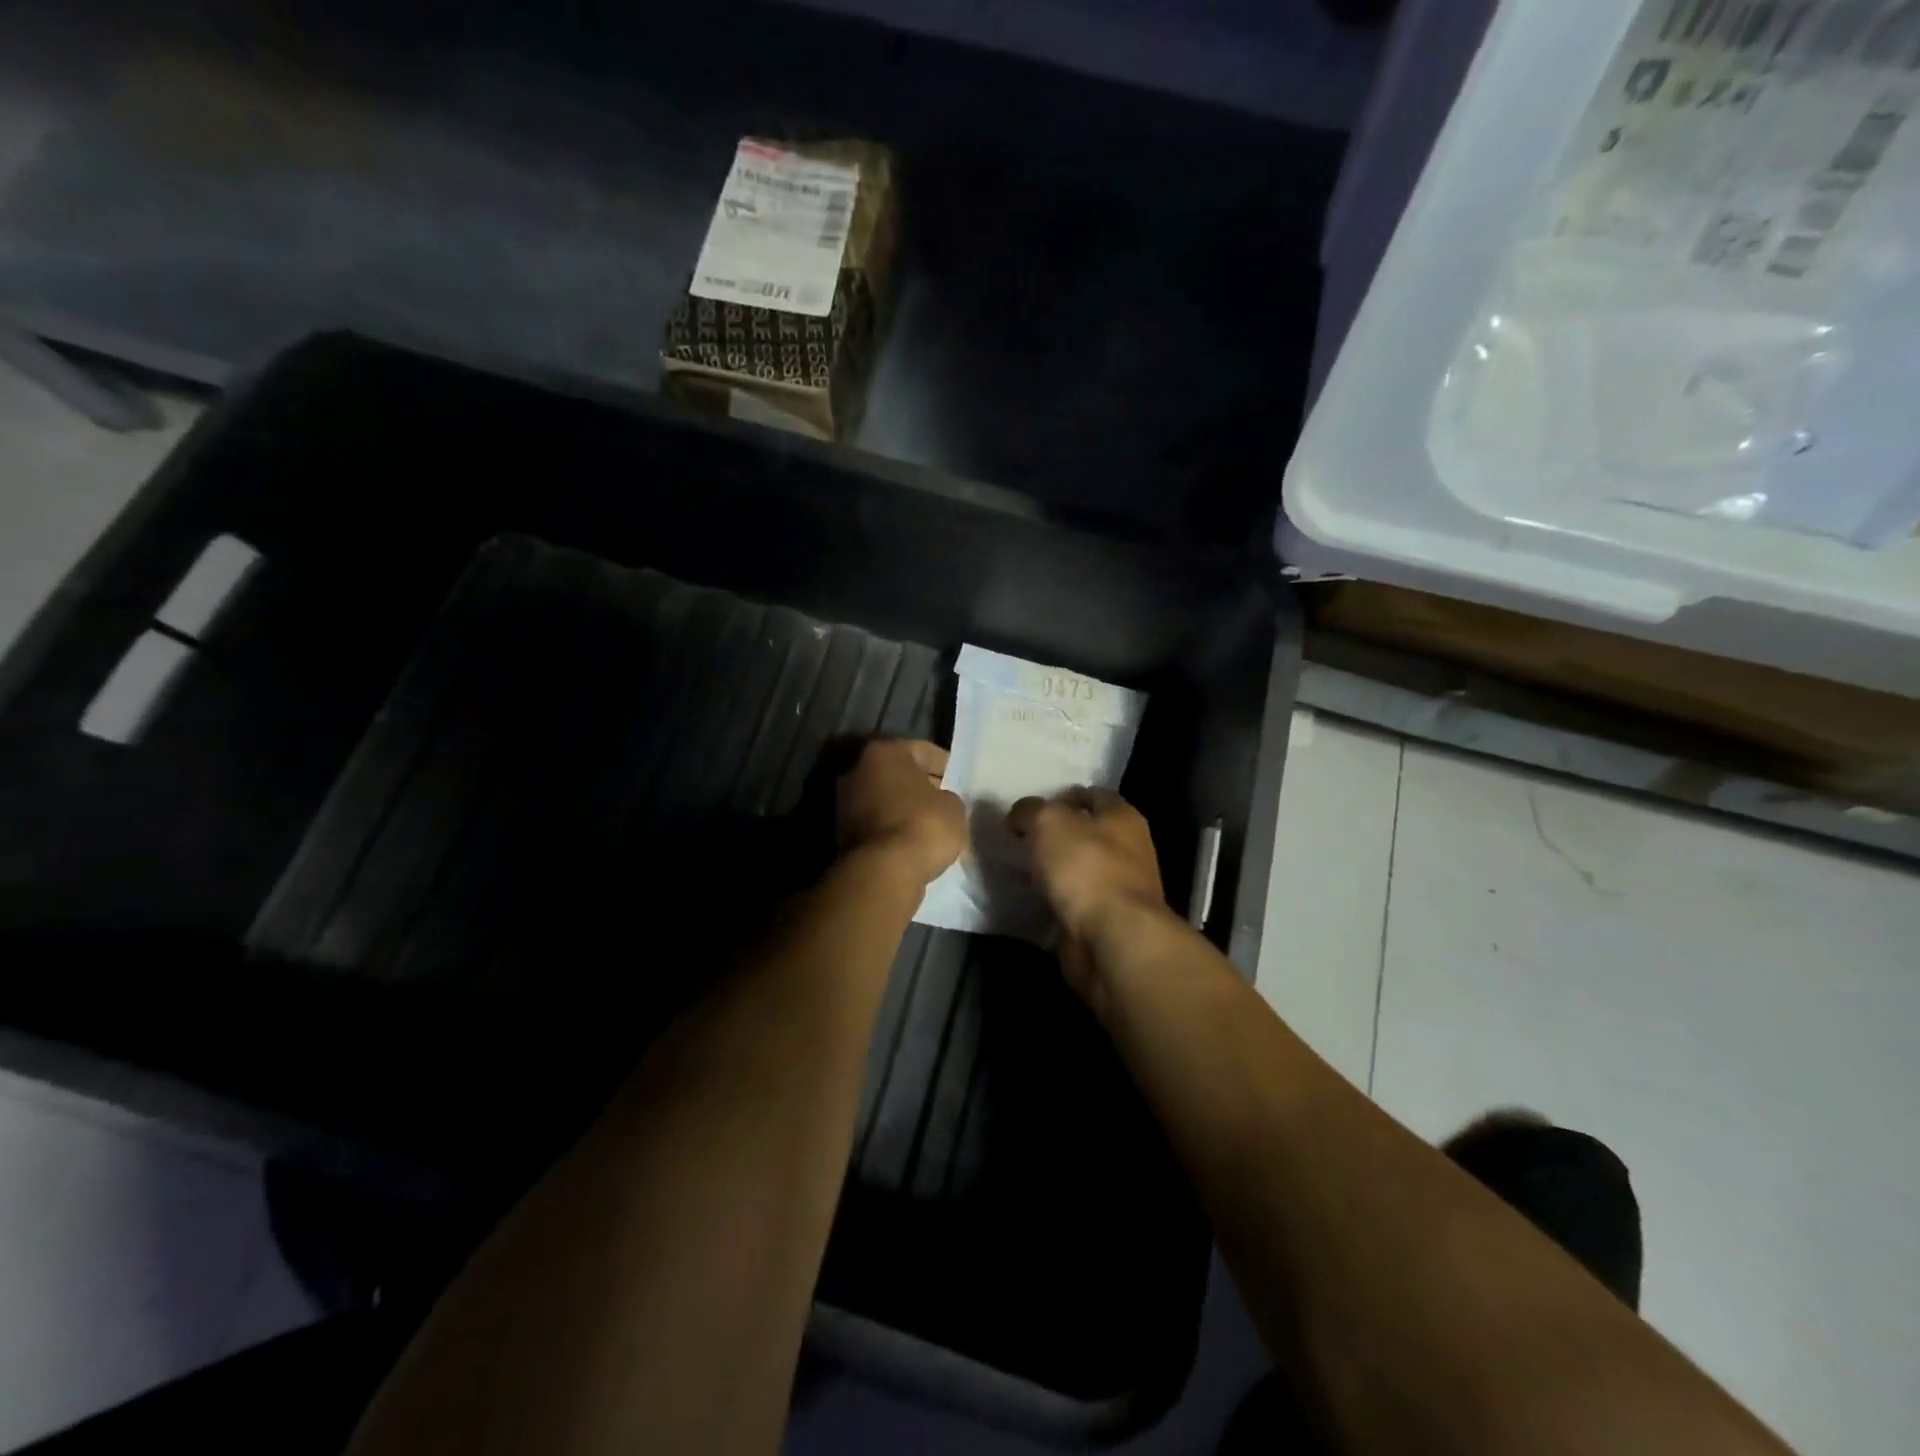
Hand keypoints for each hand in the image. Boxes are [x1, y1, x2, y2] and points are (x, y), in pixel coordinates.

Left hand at [837, 740, 965, 887]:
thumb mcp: (953, 806)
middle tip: (945, 801)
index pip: (922, 750)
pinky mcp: (840, 833)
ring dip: (904, 808)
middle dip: (920, 786)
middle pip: (898, 773)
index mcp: (884, 752)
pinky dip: (892, 828)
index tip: (959, 780)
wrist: (883, 871)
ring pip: (884, 799)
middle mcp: (856, 770)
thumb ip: (947, 796)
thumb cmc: (923, 825)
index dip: (945, 764)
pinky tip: (911, 842)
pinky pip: (876, 823)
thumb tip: (939, 802)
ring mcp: (844, 802)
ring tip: (930, 825)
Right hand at [1007, 787, 1169, 950]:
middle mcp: (1128, 850)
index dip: (1062, 796)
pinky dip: (1051, 903)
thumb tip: (1020, 815)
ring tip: (1016, 869)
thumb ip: (1030, 810)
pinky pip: (1071, 904)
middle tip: (1019, 838)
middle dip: (1054, 836)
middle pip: (1086, 834)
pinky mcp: (1104, 922)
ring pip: (1077, 871)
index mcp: (1122, 817)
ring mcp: (1118, 889)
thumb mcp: (1048, 822)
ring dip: (1051, 871)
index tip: (1031, 807)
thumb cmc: (1086, 868)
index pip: (1093, 795)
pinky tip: (1026, 901)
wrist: (1112, 940)